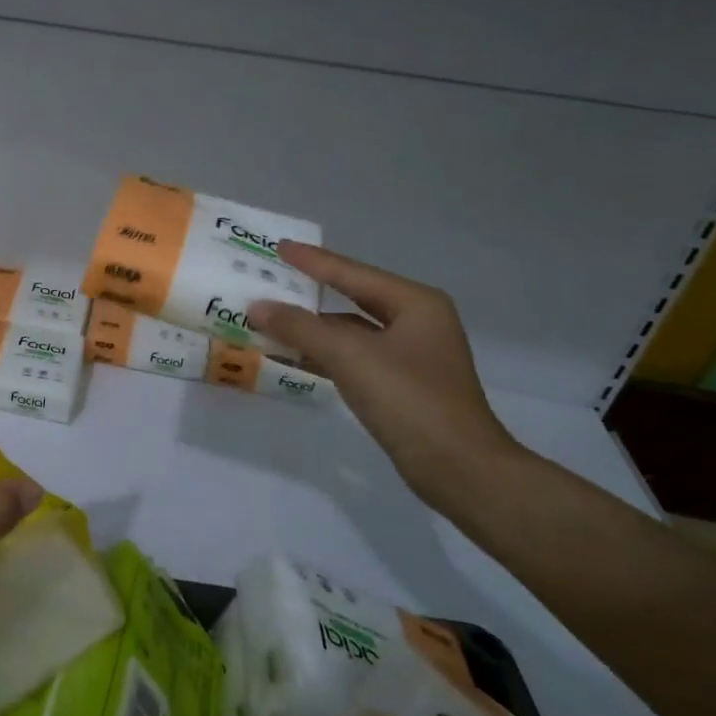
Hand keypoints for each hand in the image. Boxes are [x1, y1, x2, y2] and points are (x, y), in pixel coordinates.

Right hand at [248, 243, 520, 501]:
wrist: (458, 468)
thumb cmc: (409, 399)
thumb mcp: (350, 356)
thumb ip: (300, 328)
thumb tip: (257, 307)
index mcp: (416, 303)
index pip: (353, 273)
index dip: (313, 261)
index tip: (279, 247)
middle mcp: (417, 322)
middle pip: (353, 297)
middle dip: (311, 292)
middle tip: (272, 279)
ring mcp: (411, 355)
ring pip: (352, 331)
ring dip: (313, 328)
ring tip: (271, 318)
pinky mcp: (402, 385)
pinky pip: (354, 357)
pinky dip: (324, 354)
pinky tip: (294, 355)